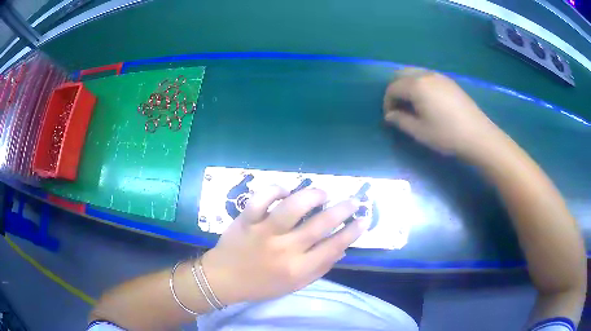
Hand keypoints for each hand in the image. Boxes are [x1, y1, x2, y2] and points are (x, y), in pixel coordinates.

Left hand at [201, 186, 368, 304]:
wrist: (223, 280)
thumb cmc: (261, 285)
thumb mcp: (294, 285)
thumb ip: (319, 268)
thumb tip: (341, 248)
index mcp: (297, 269)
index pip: (334, 247)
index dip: (353, 231)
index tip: (364, 219)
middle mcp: (284, 249)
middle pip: (320, 224)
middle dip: (343, 209)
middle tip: (353, 200)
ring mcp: (263, 232)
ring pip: (293, 206)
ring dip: (312, 195)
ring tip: (322, 193)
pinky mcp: (246, 219)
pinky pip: (262, 198)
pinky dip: (276, 190)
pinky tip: (285, 192)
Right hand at [383, 68, 503, 157]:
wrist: (478, 135)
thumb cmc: (446, 135)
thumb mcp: (420, 132)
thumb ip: (400, 121)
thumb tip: (389, 116)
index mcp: (416, 86)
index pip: (393, 88)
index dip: (387, 102)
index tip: (390, 118)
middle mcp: (426, 75)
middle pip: (401, 74)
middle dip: (395, 89)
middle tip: (398, 107)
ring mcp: (439, 76)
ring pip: (415, 73)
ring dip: (407, 85)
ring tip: (411, 104)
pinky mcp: (449, 81)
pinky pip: (427, 76)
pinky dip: (420, 84)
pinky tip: (427, 100)